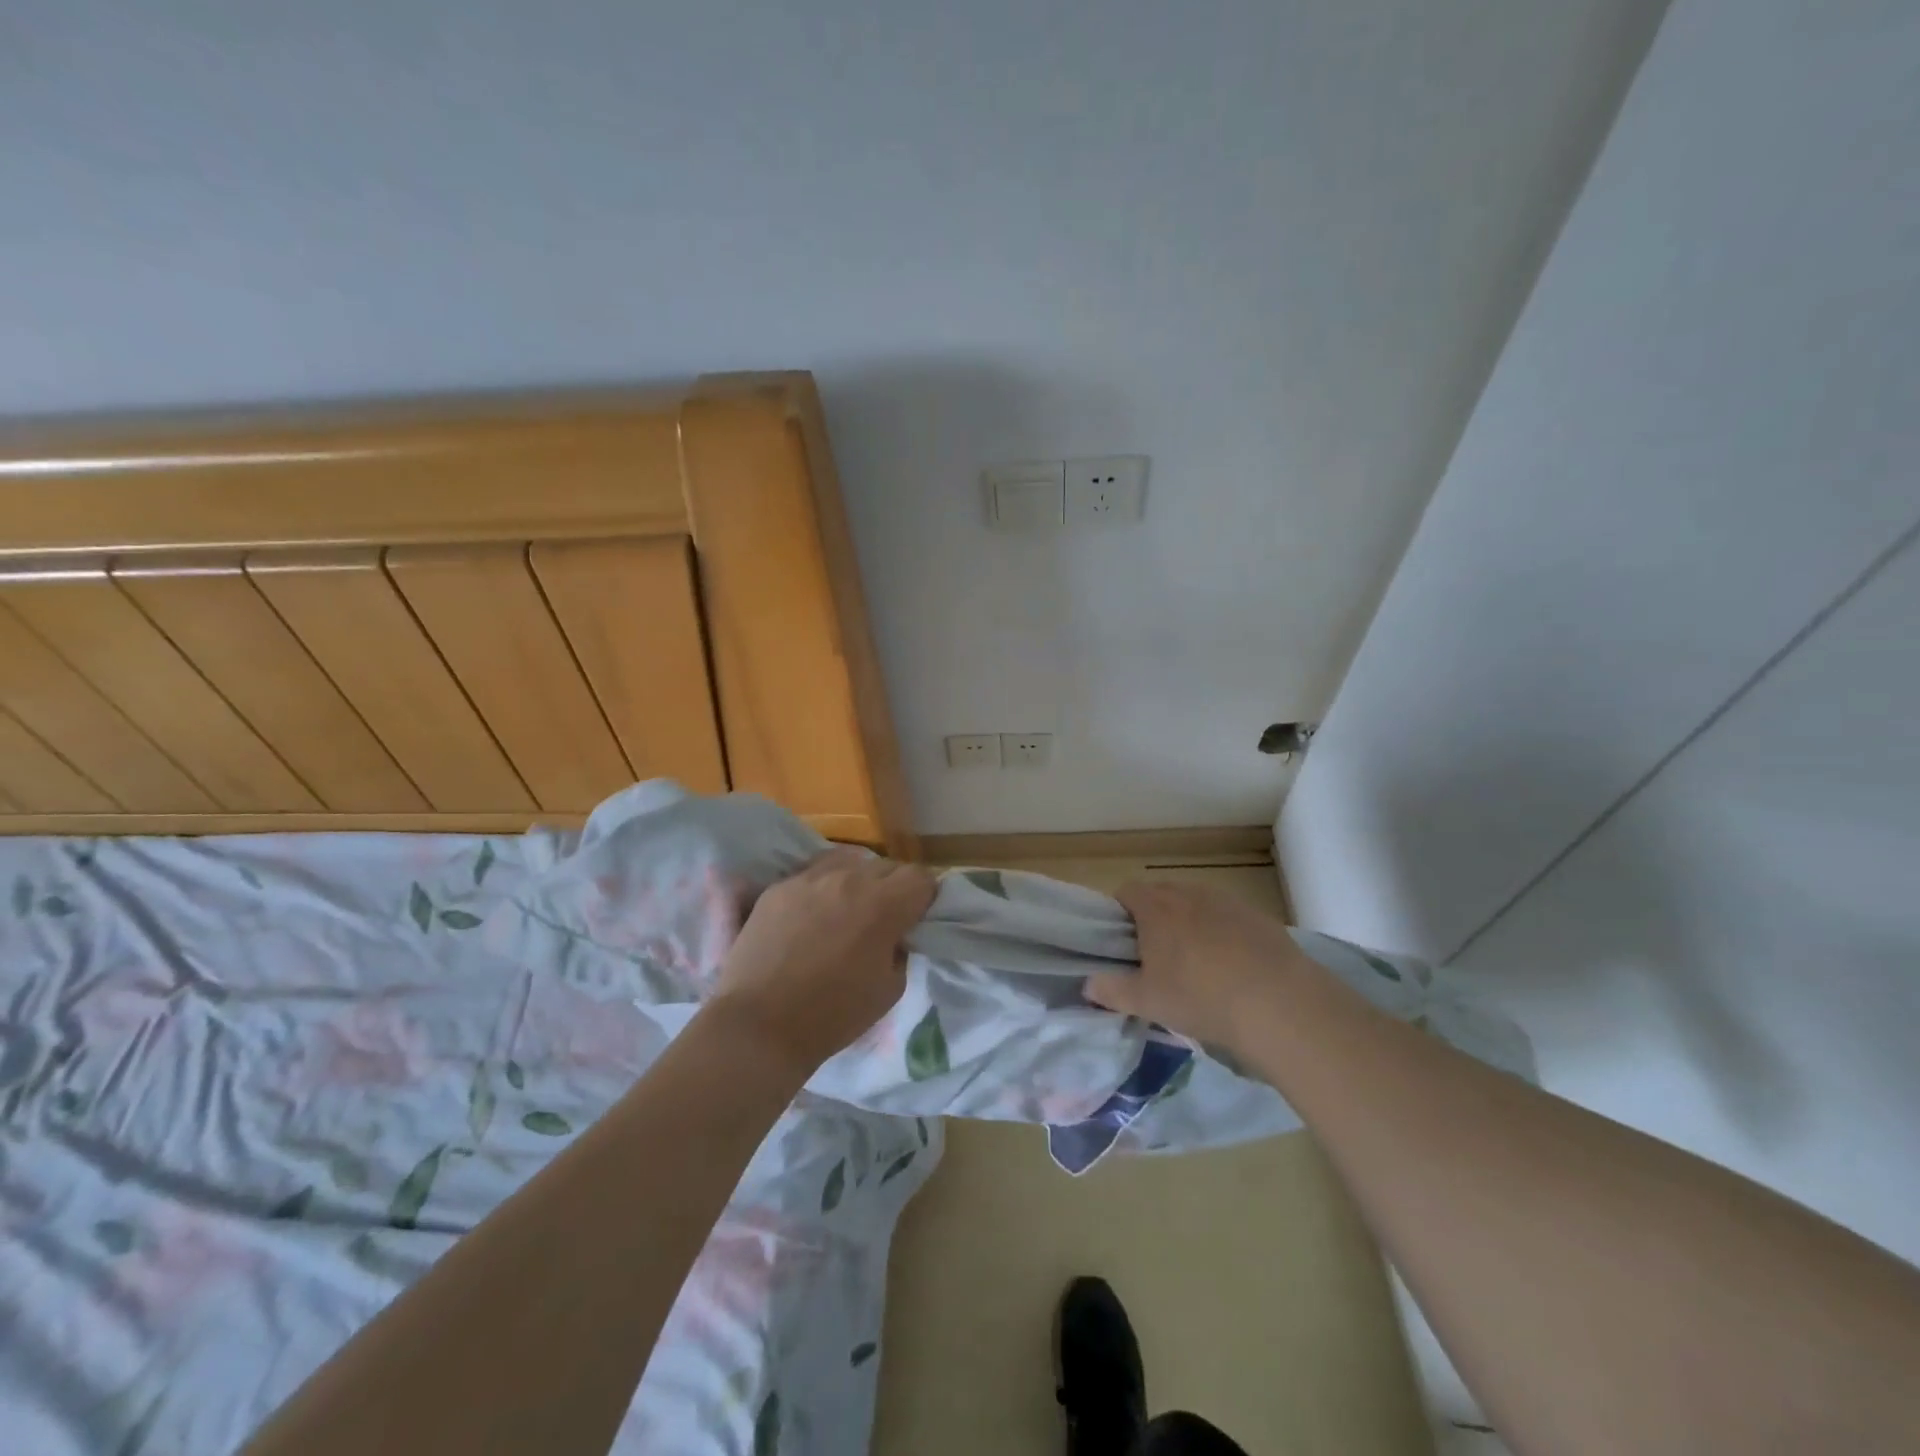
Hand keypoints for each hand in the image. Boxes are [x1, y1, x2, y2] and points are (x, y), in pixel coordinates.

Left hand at [707, 847, 936, 1077]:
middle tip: (883, 918)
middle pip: (887, 865)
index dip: (924, 897)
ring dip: (858, 880)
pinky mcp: (779, 886)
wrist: (760, 1026)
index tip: (916, 918)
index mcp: (883, 905)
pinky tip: (813, 915)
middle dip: (893, 888)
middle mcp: (849, 879)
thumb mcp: (890, 989)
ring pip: (849, 860)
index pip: (921, 877)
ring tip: (847, 908)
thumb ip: (900, 948)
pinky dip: (823, 887)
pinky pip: (813, 873)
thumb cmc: (832, 1015)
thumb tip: (895, 933)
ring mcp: (809, 878)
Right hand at [1086, 881, 1309, 1053]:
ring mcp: (1227, 901)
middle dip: (1154, 917)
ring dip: (1189, 922)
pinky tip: (1233, 966)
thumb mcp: (1148, 1002)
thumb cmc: (1201, 998)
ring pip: (1195, 903)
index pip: (1126, 891)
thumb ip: (1111, 990)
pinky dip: (1222, 932)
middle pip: (1161, 893)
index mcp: (1156, 908)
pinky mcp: (1257, 915)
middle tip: (1157, 956)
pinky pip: (1227, 916)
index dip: (1119, 913)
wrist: (1279, 1003)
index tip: (1124, 943)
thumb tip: (1087, 984)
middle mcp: (1189, 893)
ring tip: (1197, 962)